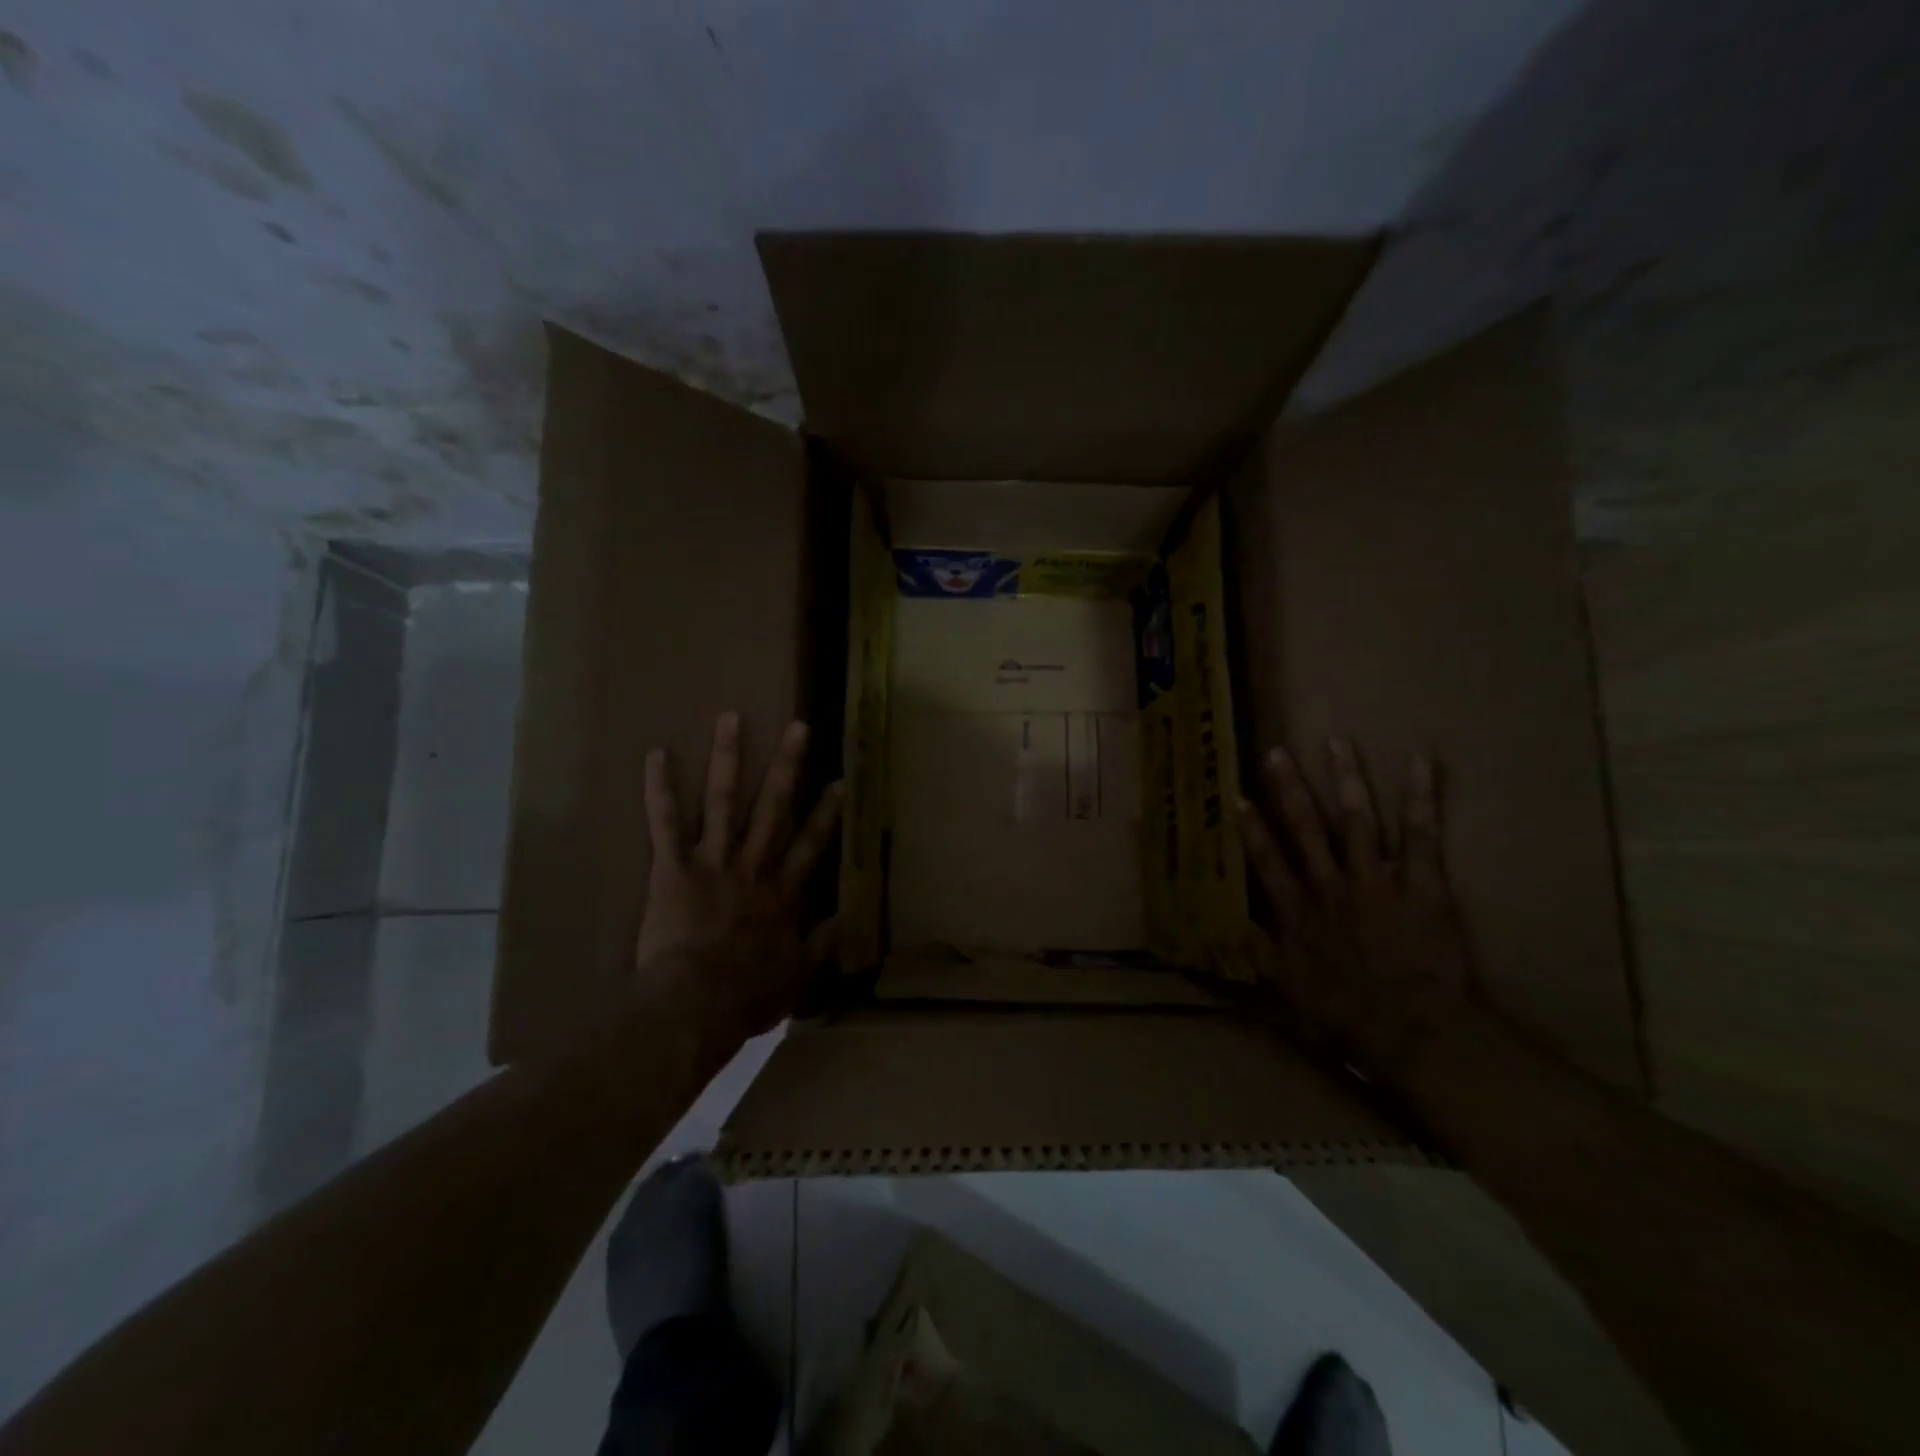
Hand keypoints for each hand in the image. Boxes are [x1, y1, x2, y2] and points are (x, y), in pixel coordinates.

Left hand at [636, 711, 844, 1046]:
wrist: (697, 1003)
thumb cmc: (748, 995)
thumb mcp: (798, 977)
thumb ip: (822, 946)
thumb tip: (845, 920)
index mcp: (782, 892)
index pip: (811, 844)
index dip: (827, 812)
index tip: (839, 781)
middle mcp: (753, 866)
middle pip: (773, 807)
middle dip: (786, 766)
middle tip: (797, 728)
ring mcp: (713, 861)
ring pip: (723, 801)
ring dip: (728, 758)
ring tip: (730, 718)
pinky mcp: (673, 867)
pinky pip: (665, 822)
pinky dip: (660, 788)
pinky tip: (657, 753)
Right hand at [1235, 738, 1478, 1082]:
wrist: (1413, 1030)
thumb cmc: (1346, 1013)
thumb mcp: (1287, 987)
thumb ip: (1259, 951)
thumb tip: (1231, 922)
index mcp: (1298, 910)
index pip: (1269, 861)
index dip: (1251, 829)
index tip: (1237, 797)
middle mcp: (1330, 886)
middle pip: (1307, 829)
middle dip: (1290, 789)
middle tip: (1277, 753)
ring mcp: (1376, 881)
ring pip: (1357, 820)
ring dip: (1346, 780)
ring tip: (1338, 743)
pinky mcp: (1422, 884)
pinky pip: (1422, 835)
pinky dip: (1422, 797)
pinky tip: (1422, 761)